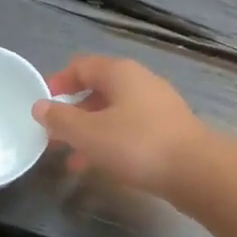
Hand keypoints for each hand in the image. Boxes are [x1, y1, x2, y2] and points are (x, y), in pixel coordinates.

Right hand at [31, 56, 208, 196]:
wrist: (196, 171)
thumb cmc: (137, 145)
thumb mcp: (89, 133)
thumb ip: (61, 119)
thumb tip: (40, 106)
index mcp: (120, 73)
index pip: (82, 66)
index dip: (59, 82)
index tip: (43, 105)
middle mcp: (141, 82)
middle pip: (99, 91)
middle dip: (74, 114)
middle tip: (54, 138)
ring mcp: (159, 107)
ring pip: (115, 114)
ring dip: (91, 134)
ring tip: (73, 161)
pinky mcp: (170, 131)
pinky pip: (132, 131)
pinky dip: (113, 144)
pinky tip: (103, 167)